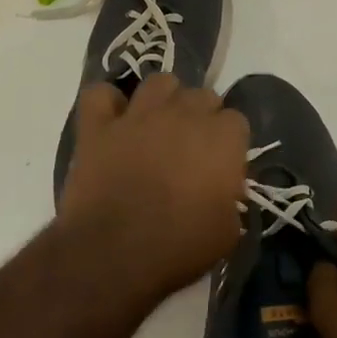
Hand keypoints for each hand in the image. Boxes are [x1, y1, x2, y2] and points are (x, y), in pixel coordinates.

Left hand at [57, 74, 248, 301]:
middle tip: (191, 149)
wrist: (114, 254)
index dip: (230, 144)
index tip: (222, 167)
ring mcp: (139, 115)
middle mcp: (184, 113)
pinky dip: (106, 103)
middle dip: (201, 117)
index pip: (237, 121)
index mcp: (222, 137)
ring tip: (158, 124)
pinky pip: (99, 94)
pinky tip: (112, 120)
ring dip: (163, 99)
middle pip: (202, 95)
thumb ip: (231, 200)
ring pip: (158, 82)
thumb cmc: (179, 246)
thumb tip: (225, 192)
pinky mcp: (99, 126)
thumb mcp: (227, 232)